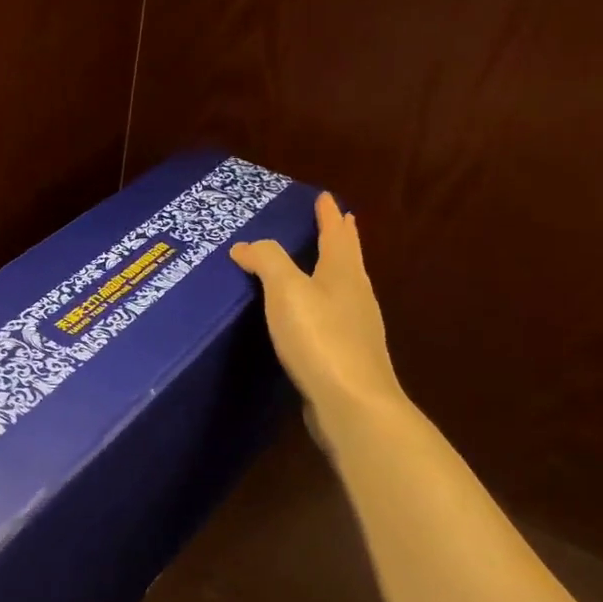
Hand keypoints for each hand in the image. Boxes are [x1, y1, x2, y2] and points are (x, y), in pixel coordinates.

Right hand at [230, 192, 404, 430]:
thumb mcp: (287, 291)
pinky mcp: (347, 356)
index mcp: (343, 274)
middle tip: (338, 221)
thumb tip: (245, 245)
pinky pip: (333, 316)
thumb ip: (268, 262)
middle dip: (340, 239)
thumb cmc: (320, 338)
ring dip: (334, 270)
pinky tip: (312, 316)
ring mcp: (356, 328)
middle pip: (348, 259)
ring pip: (344, 287)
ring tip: (321, 263)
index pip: (336, 235)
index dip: (328, 215)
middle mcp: (356, 296)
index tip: (326, 198)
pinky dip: (323, 303)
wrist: (352, 404)